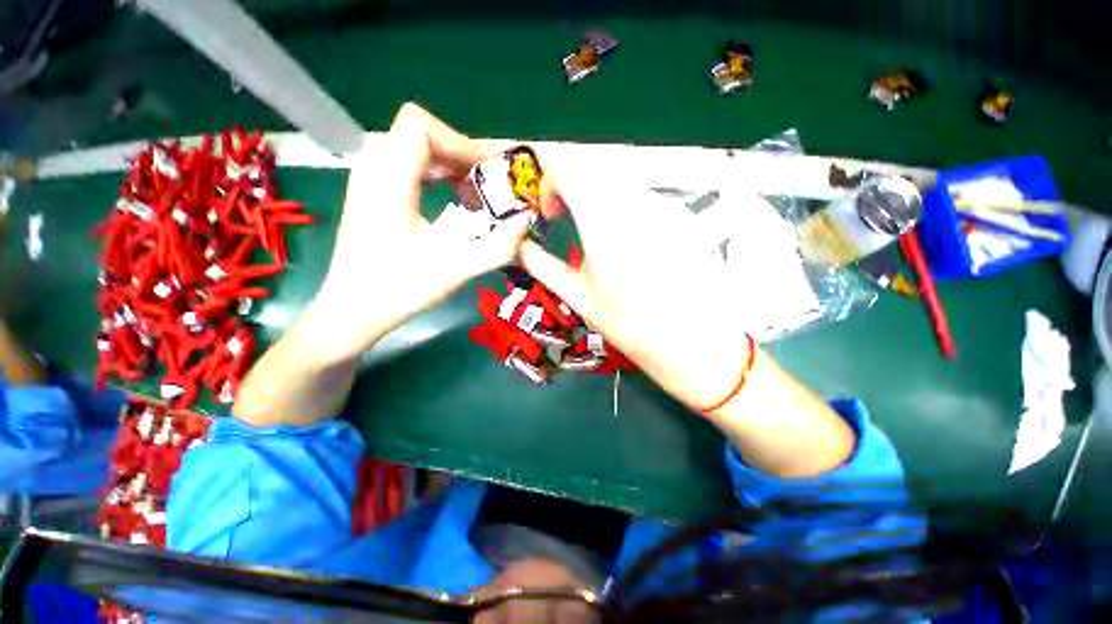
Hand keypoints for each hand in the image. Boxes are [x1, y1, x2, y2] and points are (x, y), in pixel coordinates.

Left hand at [309, 103, 532, 361]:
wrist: (353, 311)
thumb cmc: (399, 290)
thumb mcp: (455, 270)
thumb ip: (497, 247)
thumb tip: (526, 221)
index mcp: (388, 182)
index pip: (419, 126)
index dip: (459, 142)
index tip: (486, 174)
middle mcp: (372, 170)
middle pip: (419, 133)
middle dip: (459, 154)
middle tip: (485, 186)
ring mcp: (367, 179)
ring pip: (412, 146)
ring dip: (448, 164)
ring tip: (471, 194)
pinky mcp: (371, 192)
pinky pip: (405, 164)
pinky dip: (434, 174)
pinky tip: (450, 201)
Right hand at [519, 161, 753, 409]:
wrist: (694, 342)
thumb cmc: (632, 328)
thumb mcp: (581, 300)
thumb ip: (545, 268)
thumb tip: (523, 248)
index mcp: (605, 223)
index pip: (568, 168)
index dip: (549, 182)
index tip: (549, 213)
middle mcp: (636, 204)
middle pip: (592, 166)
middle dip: (570, 186)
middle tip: (566, 218)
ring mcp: (663, 205)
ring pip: (617, 177)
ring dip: (595, 194)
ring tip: (593, 232)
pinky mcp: (680, 215)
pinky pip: (641, 193)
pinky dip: (620, 203)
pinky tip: (625, 239)